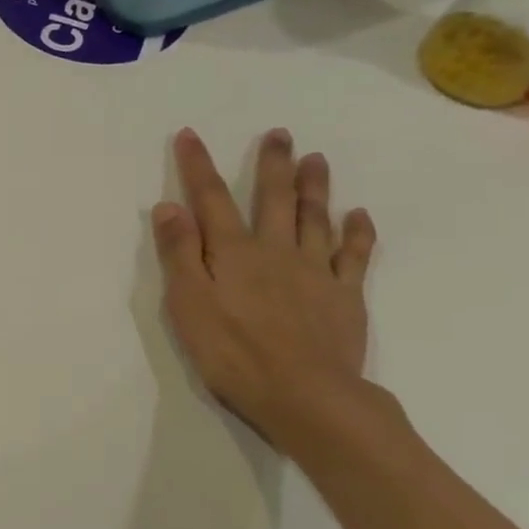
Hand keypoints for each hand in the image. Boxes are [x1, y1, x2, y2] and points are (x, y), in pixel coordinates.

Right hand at [151, 127, 376, 449]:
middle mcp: (276, 252)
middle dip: (272, 165)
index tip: (190, 135)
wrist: (305, 394)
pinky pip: (354, 255)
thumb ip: (180, 255)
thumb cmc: (234, 354)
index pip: (211, 201)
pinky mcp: (344, 296)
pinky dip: (357, 232)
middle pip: (273, 200)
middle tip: (279, 134)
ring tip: (316, 159)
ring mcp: (315, 272)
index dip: (198, 167)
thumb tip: (169, 207)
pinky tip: (359, 216)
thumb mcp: (189, 307)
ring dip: (314, 187)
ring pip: (315, 218)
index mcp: (233, 254)